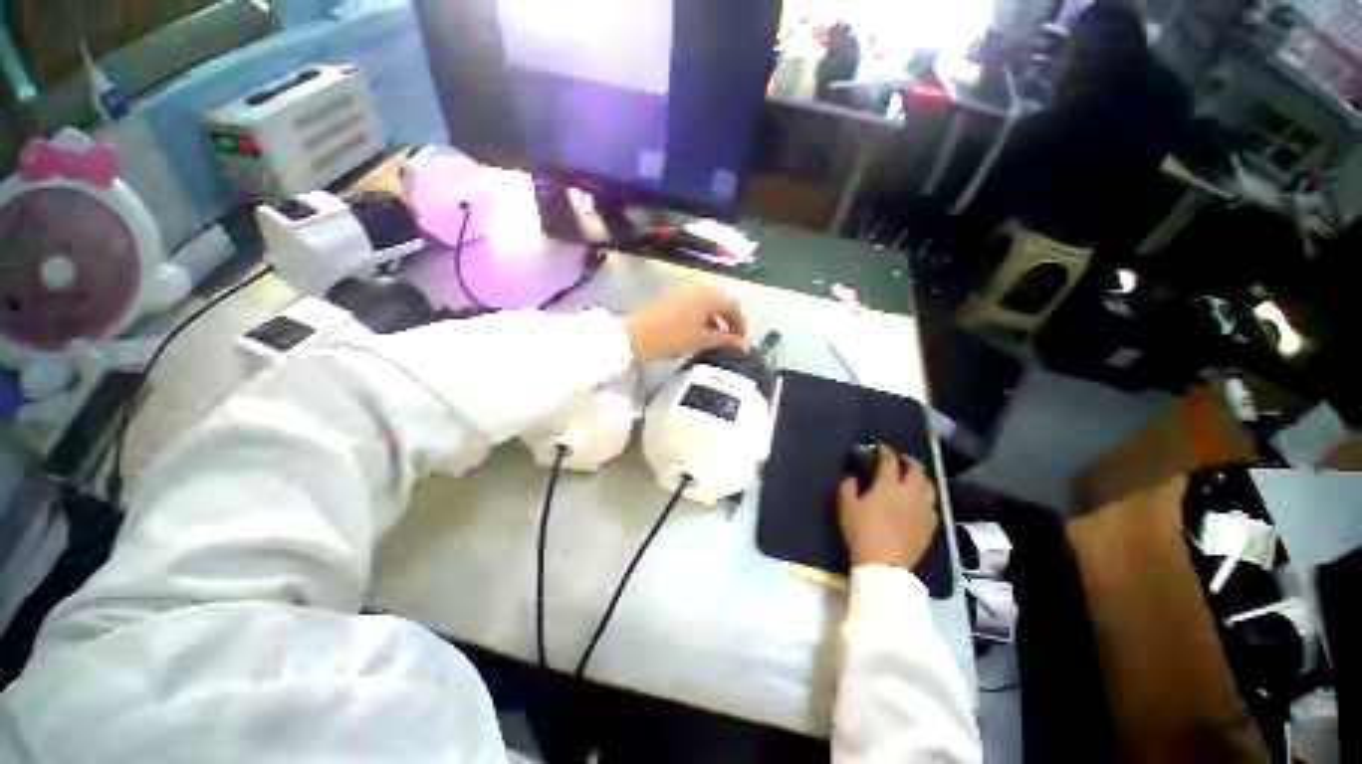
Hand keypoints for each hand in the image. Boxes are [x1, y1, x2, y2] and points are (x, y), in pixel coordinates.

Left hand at [622, 285, 746, 362]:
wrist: (635, 336)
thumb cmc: (672, 337)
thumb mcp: (701, 340)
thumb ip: (725, 340)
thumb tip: (742, 343)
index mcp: (707, 295)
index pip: (733, 306)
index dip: (740, 324)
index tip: (741, 341)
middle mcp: (696, 288)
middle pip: (720, 301)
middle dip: (728, 319)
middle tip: (731, 338)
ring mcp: (681, 291)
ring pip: (706, 302)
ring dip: (714, 318)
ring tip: (716, 337)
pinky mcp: (670, 297)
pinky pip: (693, 304)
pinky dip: (701, 316)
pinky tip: (698, 331)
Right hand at [837, 445, 938, 568]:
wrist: (884, 564)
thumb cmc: (862, 532)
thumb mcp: (847, 507)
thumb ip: (848, 487)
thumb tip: (852, 477)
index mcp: (888, 485)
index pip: (889, 460)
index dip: (885, 451)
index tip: (879, 447)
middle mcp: (910, 492)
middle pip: (915, 469)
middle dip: (908, 460)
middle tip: (900, 459)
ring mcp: (923, 509)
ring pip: (929, 486)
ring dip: (921, 477)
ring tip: (914, 477)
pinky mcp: (930, 525)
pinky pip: (932, 504)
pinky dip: (926, 497)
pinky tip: (920, 501)